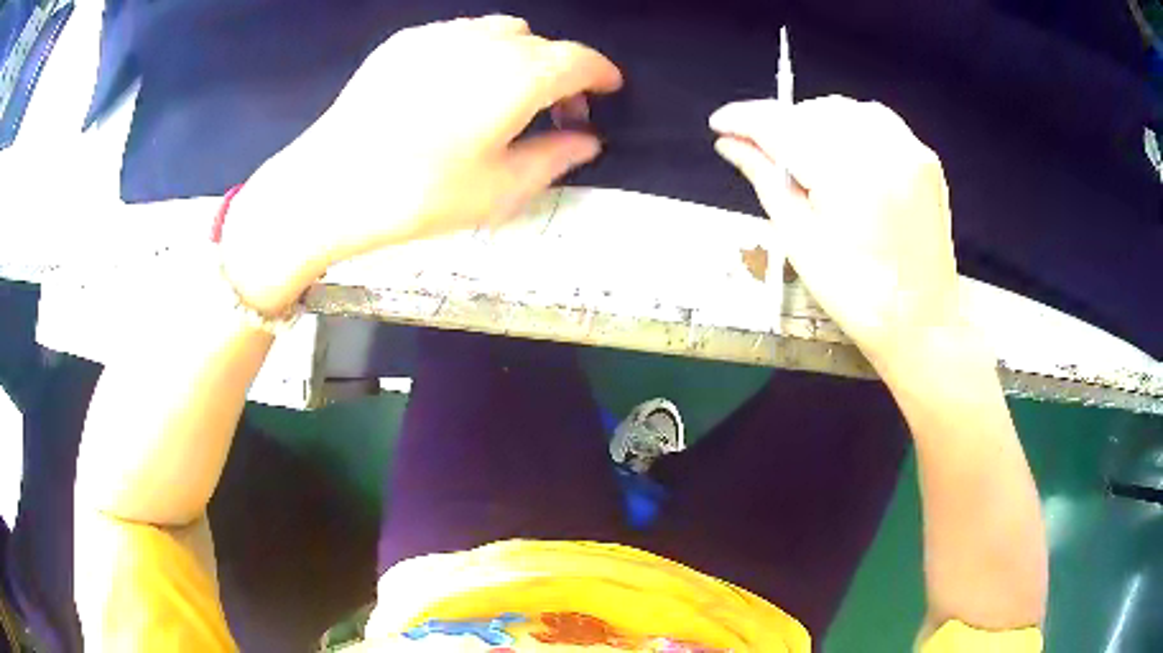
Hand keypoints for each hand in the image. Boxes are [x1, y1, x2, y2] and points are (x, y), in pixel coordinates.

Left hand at [221, 16, 622, 313]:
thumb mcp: (499, 189)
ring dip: (518, 58)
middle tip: (552, 111)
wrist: (329, 184)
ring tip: (503, 98)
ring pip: (499, 32)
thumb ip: (553, 157)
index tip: (607, 91)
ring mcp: (440, 35)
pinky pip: (458, 35)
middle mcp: (484, 41)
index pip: (579, 60)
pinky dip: (476, 53)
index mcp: (518, 75)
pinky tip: (455, 88)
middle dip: (558, 72)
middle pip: (541, 44)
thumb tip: (587, 141)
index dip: (601, 74)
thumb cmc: (419, 194)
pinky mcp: (404, 42)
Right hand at [710, 96, 961, 365]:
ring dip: (812, 121)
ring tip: (800, 152)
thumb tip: (729, 144)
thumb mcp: (801, 242)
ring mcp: (910, 148)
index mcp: (849, 176)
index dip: (746, 119)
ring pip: (844, 109)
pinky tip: (840, 151)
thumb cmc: (858, 297)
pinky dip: (848, 125)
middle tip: (758, 148)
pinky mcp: (924, 157)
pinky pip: (876, 119)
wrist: (923, 322)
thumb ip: (765, 180)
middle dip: (780, 123)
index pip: (784, 126)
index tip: (719, 124)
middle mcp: (883, 148)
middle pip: (813, 112)